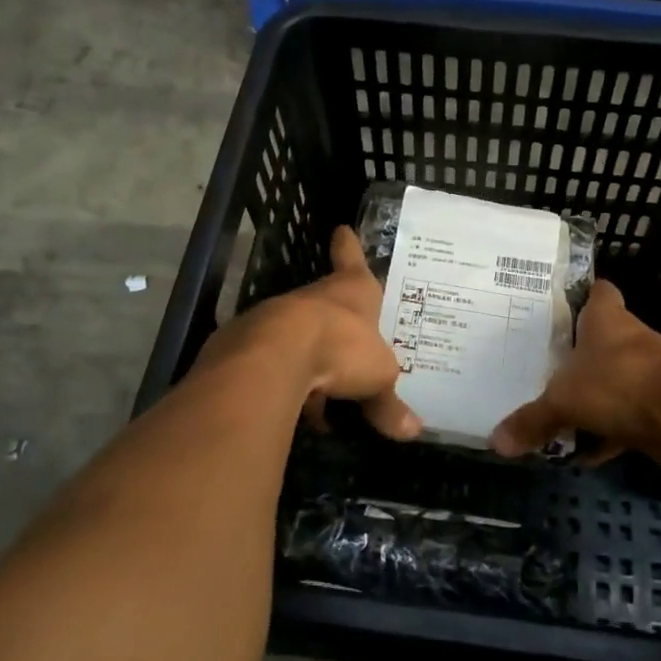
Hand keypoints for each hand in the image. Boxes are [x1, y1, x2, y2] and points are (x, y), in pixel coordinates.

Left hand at [203, 226, 421, 440]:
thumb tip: (413, 431)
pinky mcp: (247, 345)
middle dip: (335, 324)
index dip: (349, 247)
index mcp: (351, 291)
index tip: (341, 229)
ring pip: (298, 337)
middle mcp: (313, 297)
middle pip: (326, 304)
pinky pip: (274, 365)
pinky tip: (293, 409)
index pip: (352, 260)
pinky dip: (286, 384)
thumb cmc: (341, 347)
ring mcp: (277, 318)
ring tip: (322, 394)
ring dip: (309, 361)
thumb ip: (389, 403)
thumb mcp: (378, 378)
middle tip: (347, 347)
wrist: (274, 356)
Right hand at [490, 280, 660, 466]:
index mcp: (606, 320)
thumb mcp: (562, 400)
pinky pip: (626, 417)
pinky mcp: (660, 406)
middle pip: (604, 340)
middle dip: (580, 356)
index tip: (564, 305)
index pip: (599, 292)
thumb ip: (532, 419)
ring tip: (559, 412)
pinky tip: (586, 452)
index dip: (584, 295)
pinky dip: (609, 433)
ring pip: (616, 380)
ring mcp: (649, 372)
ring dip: (595, 398)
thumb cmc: (617, 382)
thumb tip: (495, 442)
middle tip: (547, 366)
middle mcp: (630, 339)